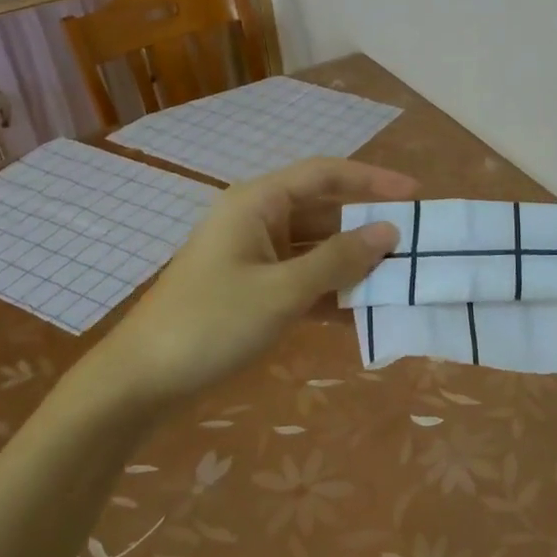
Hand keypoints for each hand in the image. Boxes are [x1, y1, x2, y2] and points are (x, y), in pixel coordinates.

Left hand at [95, 158, 416, 408]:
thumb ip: (338, 260)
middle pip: (323, 213)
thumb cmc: (211, 323)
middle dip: (366, 230)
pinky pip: (302, 281)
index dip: (372, 179)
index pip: (324, 174)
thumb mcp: (282, 291)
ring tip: (397, 284)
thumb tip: (388, 232)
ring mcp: (254, 257)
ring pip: (316, 250)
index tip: (415, 195)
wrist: (141, 381)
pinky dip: (329, 294)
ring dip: (351, 267)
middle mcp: (258, 220)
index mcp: (258, 203)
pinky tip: (361, 317)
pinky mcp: (252, 290)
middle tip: (414, 249)